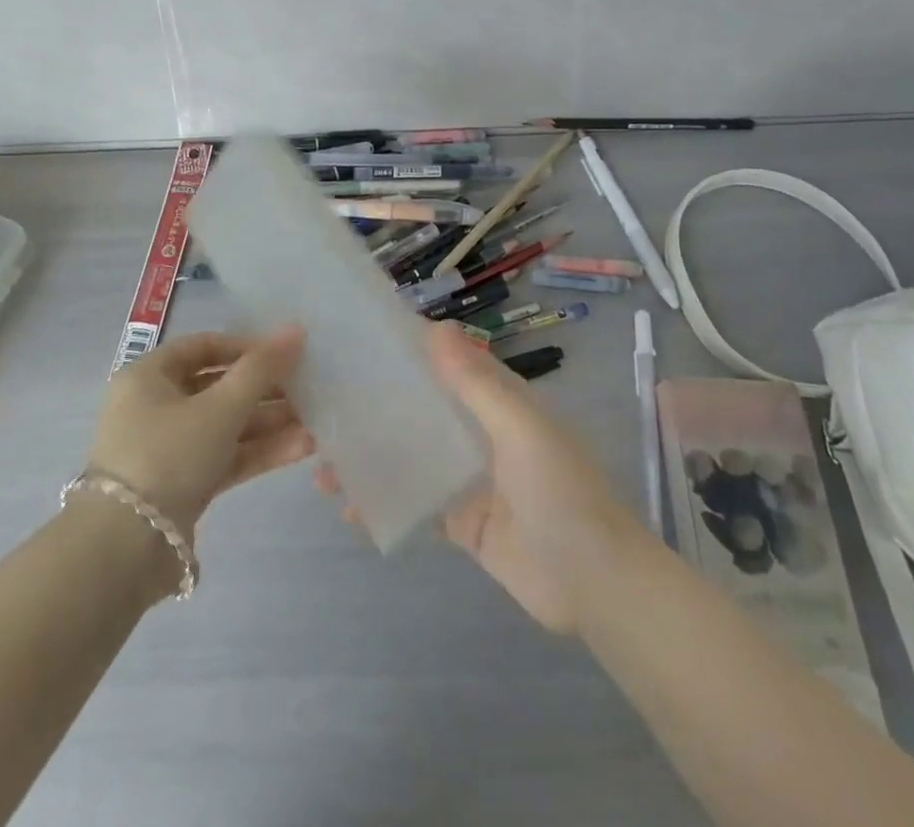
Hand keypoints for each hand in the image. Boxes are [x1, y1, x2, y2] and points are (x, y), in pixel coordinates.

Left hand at [87, 325, 312, 537]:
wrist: (126, 550)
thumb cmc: (168, 455)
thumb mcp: (219, 408)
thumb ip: (260, 370)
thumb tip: (294, 330)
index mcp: (148, 377)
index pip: (202, 347)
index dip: (244, 346)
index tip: (283, 353)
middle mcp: (154, 407)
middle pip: (217, 387)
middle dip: (263, 389)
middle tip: (306, 388)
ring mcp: (169, 449)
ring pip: (225, 425)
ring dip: (267, 423)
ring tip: (314, 421)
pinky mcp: (183, 486)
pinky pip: (224, 457)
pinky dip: (258, 452)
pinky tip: (301, 448)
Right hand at [316, 323, 628, 632]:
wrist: (594, 585)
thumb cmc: (559, 492)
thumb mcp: (520, 428)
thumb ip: (476, 383)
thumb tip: (435, 327)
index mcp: (495, 400)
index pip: (444, 362)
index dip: (404, 350)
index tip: (354, 342)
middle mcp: (477, 431)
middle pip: (418, 408)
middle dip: (373, 407)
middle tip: (319, 407)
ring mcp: (467, 477)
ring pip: (408, 456)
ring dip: (369, 456)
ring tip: (320, 465)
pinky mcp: (460, 521)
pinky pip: (413, 503)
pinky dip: (382, 502)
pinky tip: (347, 508)